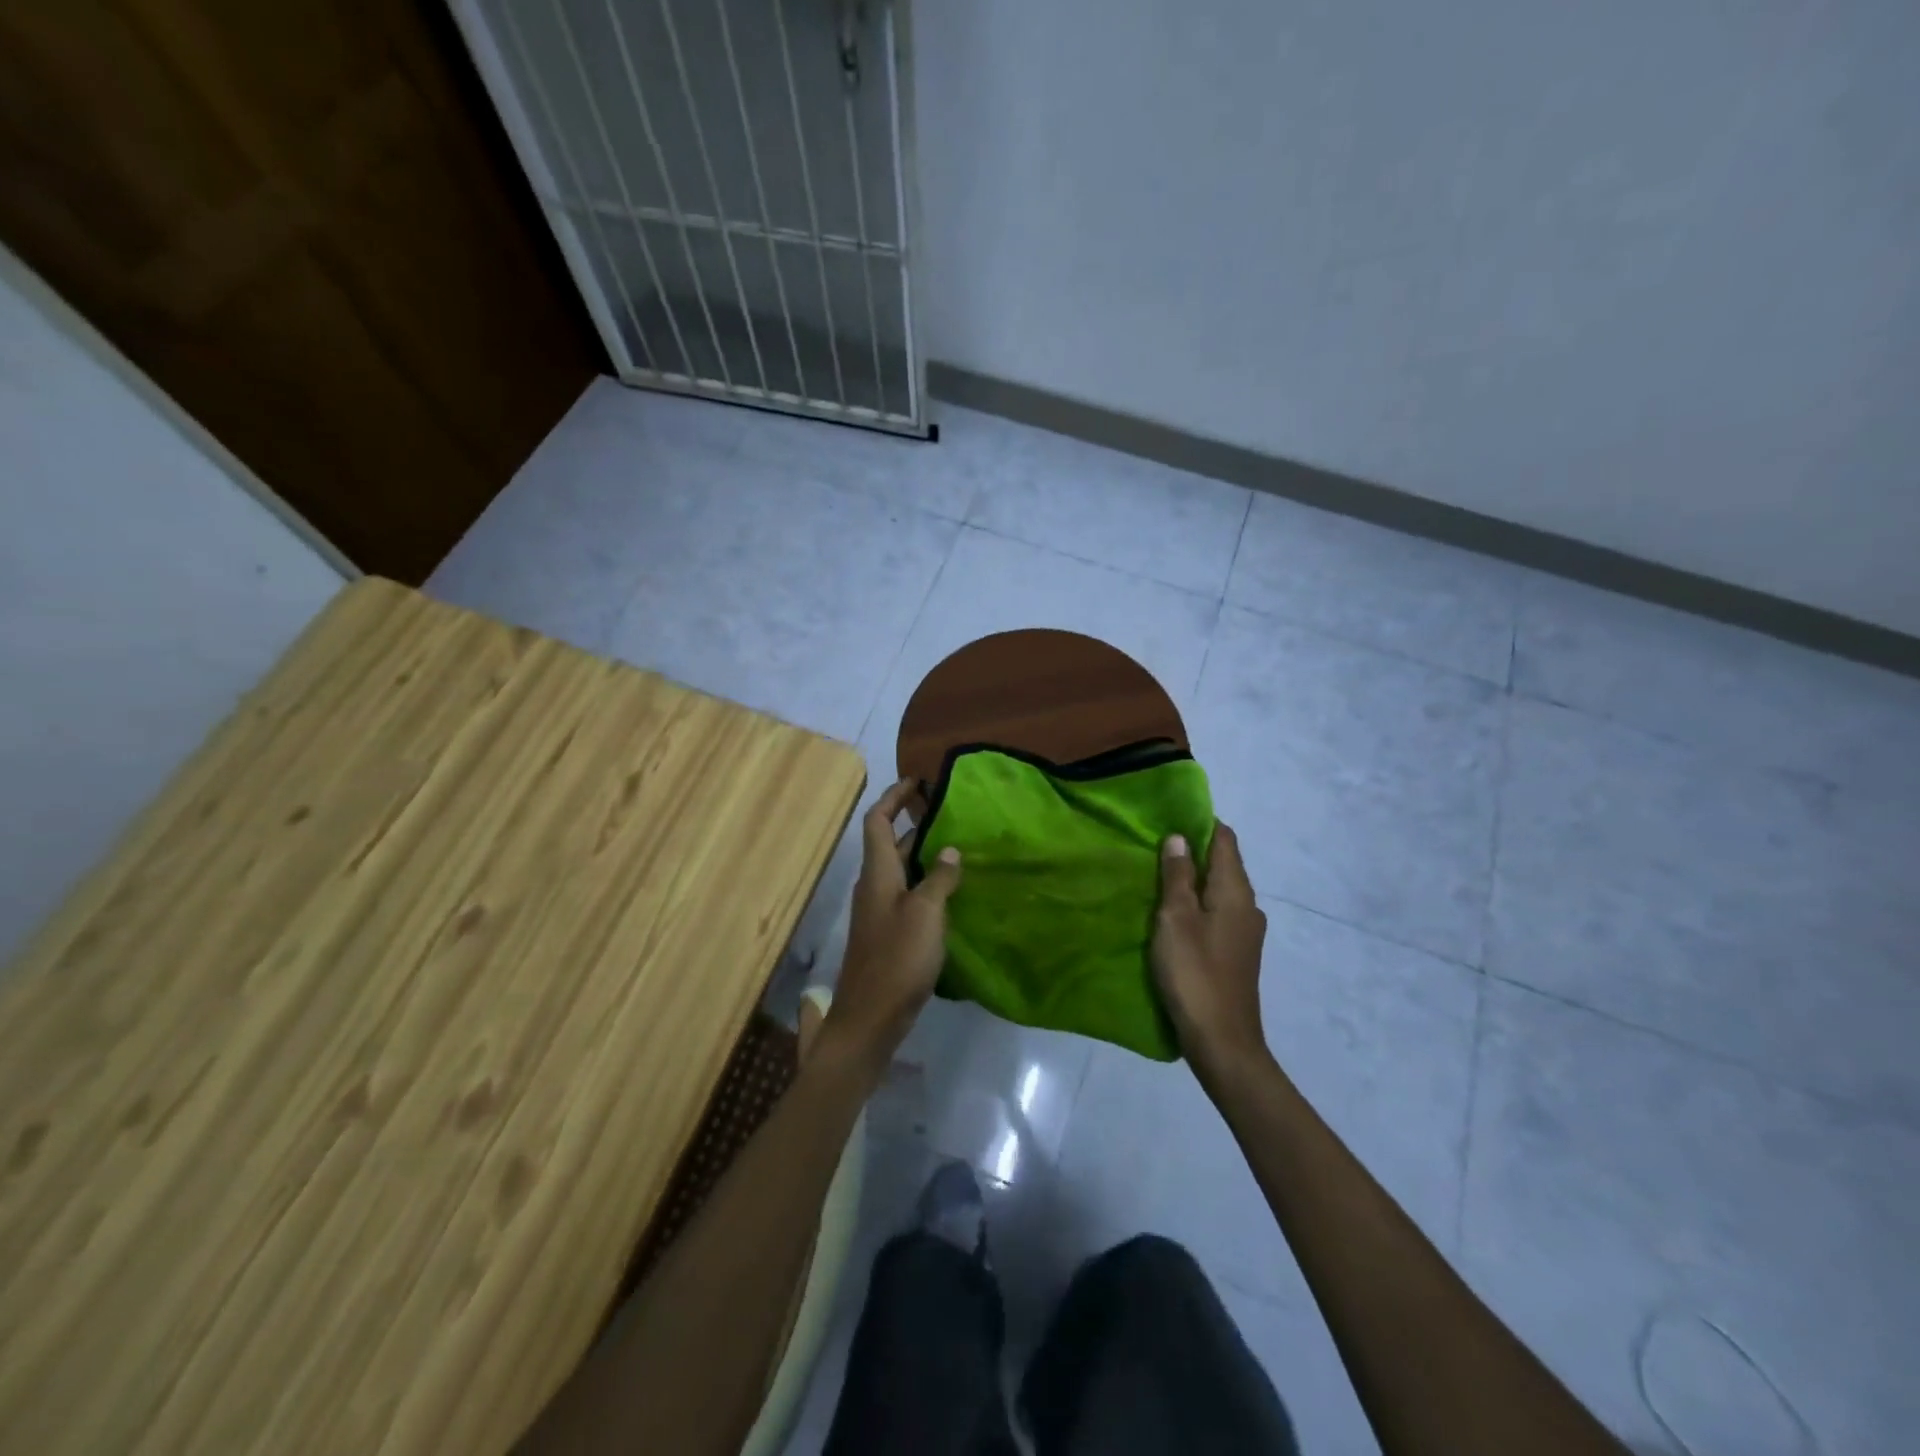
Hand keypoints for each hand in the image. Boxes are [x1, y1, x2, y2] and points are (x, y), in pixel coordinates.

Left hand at [821, 779, 962, 1071]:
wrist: (870, 1018)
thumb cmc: (897, 959)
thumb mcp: (926, 914)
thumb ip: (939, 878)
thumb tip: (949, 850)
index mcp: (877, 874)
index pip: (877, 821)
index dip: (893, 797)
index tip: (917, 782)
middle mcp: (874, 886)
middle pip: (888, 843)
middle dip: (912, 822)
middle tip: (948, 813)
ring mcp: (880, 911)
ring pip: (900, 869)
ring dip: (922, 853)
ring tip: (957, 846)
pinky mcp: (889, 934)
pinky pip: (907, 894)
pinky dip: (925, 882)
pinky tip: (952, 891)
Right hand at [1152, 823, 1269, 1077]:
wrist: (1222, 1041)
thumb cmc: (1195, 974)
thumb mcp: (1175, 919)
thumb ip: (1178, 877)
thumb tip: (1179, 838)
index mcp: (1236, 892)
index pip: (1225, 840)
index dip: (1200, 823)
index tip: (1168, 817)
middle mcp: (1247, 907)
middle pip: (1223, 864)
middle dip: (1193, 850)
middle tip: (1153, 844)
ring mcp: (1244, 932)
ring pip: (1218, 891)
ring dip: (1192, 879)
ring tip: (1157, 875)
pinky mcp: (1235, 953)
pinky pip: (1216, 913)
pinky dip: (1196, 904)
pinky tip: (1171, 913)